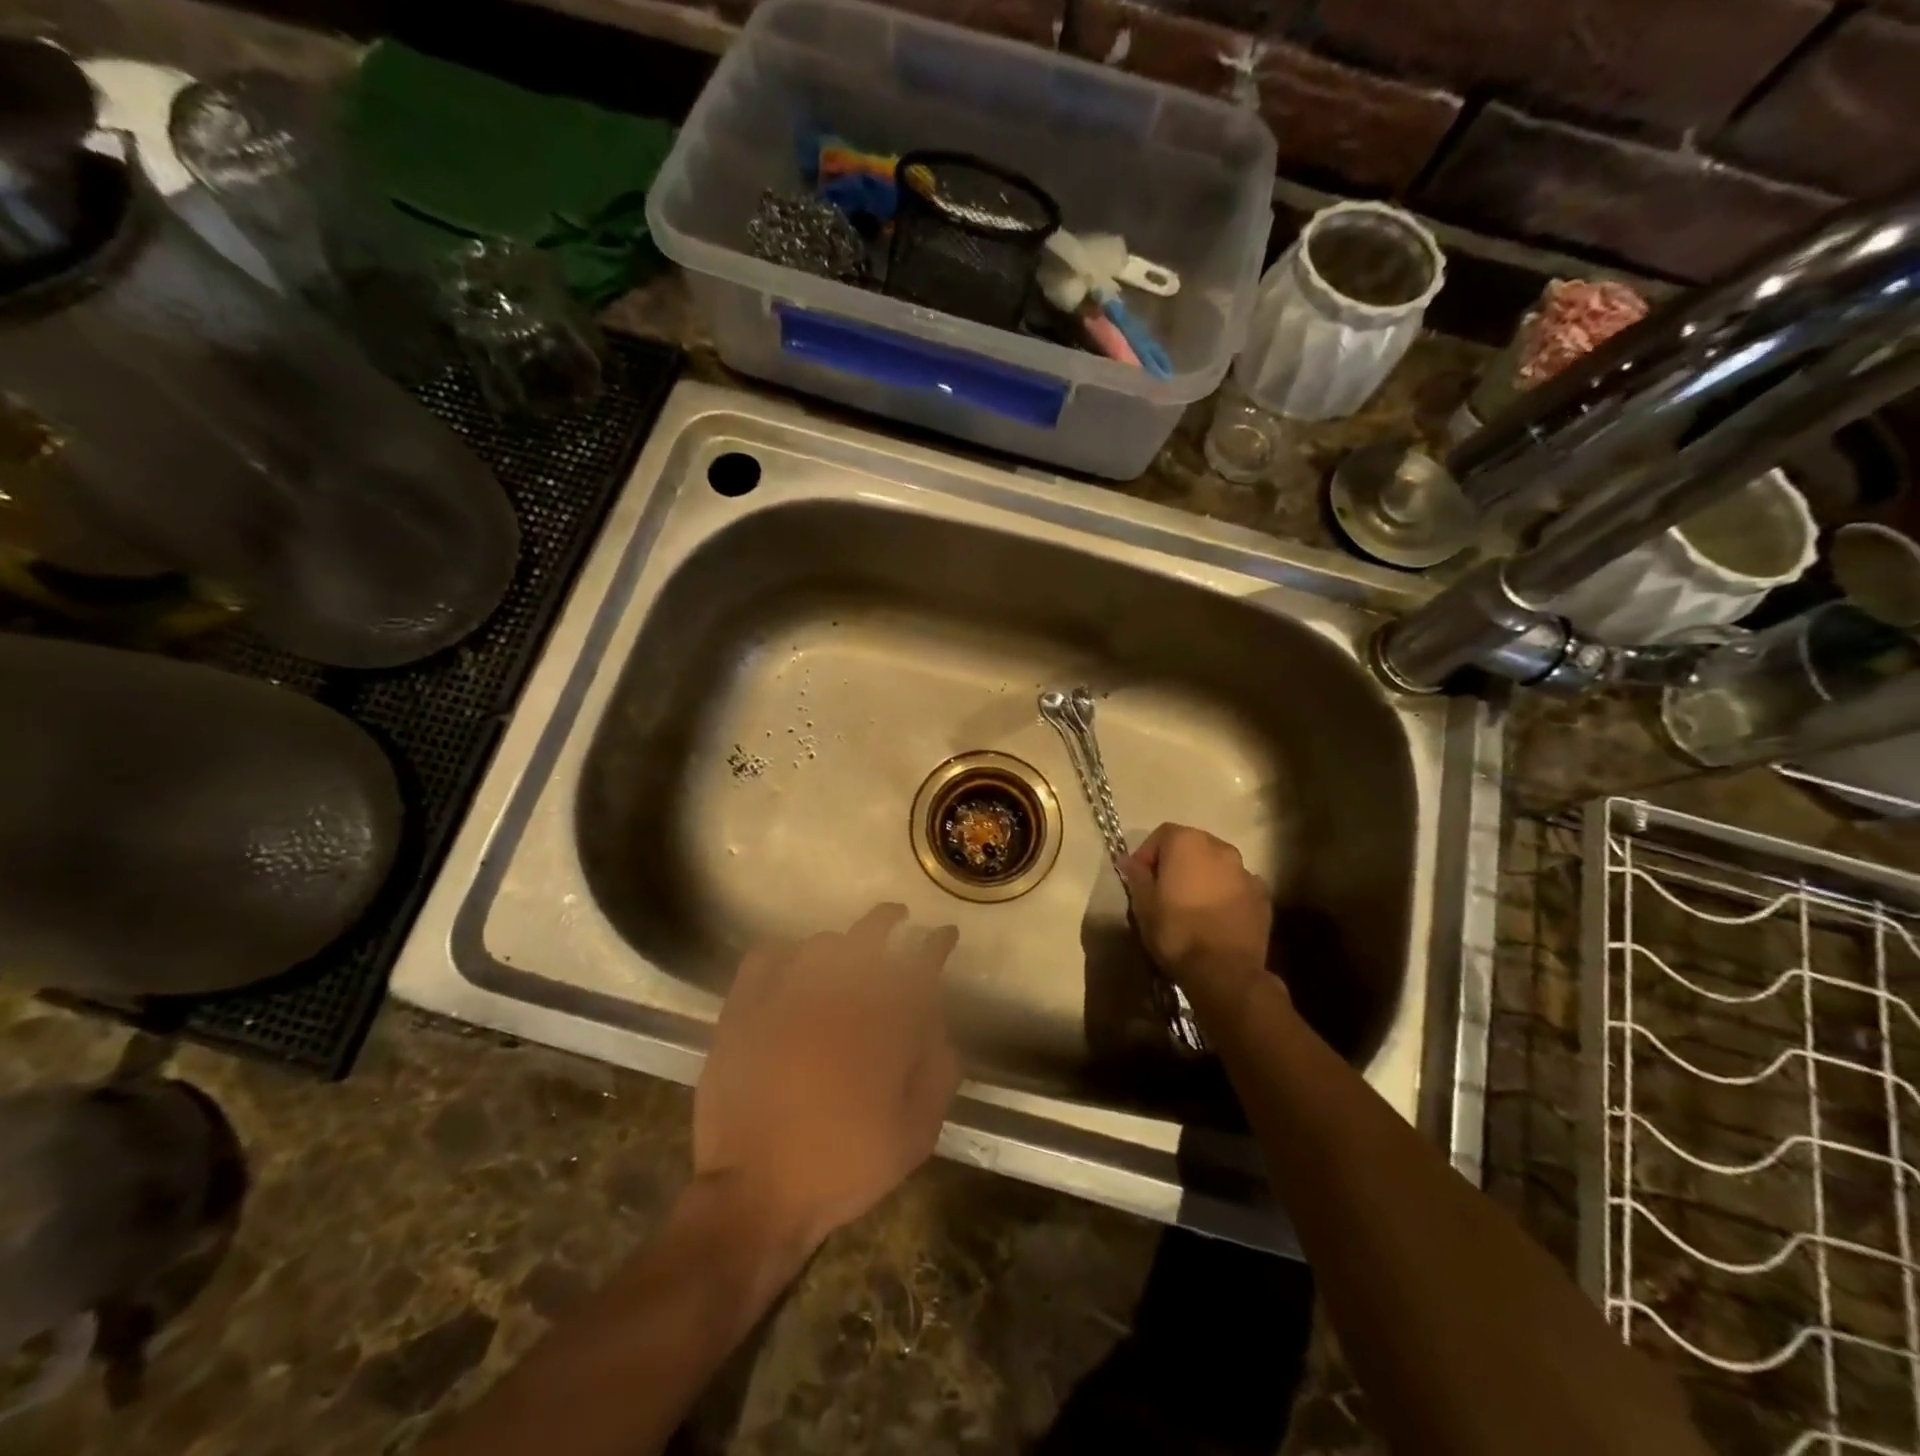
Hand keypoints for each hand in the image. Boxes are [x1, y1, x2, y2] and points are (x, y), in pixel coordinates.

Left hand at [693, 904, 960, 1256]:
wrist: (756, 1196)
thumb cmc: (843, 1167)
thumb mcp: (915, 1134)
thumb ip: (937, 1071)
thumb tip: (936, 1022)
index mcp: (880, 1028)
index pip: (917, 967)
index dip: (936, 945)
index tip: (945, 933)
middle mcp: (835, 1000)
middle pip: (867, 938)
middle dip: (888, 921)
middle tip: (898, 917)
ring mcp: (784, 1001)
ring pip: (819, 944)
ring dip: (841, 941)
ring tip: (847, 948)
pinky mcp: (743, 1012)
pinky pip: (764, 958)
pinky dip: (782, 950)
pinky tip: (791, 959)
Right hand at [1119, 823, 1273, 1009]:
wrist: (1225, 971)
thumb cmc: (1176, 931)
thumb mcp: (1143, 905)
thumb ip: (1136, 876)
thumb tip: (1128, 860)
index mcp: (1187, 843)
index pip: (1162, 834)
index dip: (1148, 854)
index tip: (1140, 879)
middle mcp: (1220, 848)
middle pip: (1193, 845)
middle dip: (1177, 862)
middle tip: (1165, 890)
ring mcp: (1246, 871)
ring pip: (1217, 866)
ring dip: (1204, 877)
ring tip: (1193, 905)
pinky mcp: (1263, 896)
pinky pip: (1237, 887)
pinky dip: (1226, 894)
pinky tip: (1217, 918)